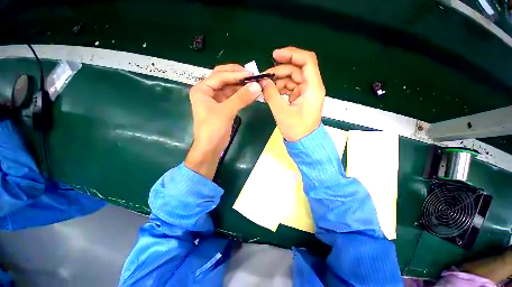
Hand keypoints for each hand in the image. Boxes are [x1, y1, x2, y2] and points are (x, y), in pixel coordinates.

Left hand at [185, 64, 261, 178]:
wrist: (210, 148)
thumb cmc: (213, 129)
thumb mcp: (226, 112)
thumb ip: (241, 98)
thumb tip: (257, 85)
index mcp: (202, 89)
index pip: (220, 76)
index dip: (236, 74)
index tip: (252, 74)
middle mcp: (208, 92)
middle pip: (223, 78)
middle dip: (237, 76)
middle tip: (252, 75)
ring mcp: (216, 100)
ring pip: (230, 88)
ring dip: (241, 86)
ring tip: (254, 84)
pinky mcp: (223, 108)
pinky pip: (233, 97)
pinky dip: (241, 95)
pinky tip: (251, 94)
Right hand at [262, 47, 325, 141]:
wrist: (303, 142)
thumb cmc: (296, 129)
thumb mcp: (281, 112)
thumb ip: (271, 94)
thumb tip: (262, 82)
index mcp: (313, 88)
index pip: (307, 61)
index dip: (291, 54)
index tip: (275, 55)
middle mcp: (312, 87)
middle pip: (296, 69)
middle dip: (280, 71)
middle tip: (264, 77)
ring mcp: (306, 92)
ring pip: (292, 78)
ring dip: (278, 81)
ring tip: (266, 87)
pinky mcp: (301, 98)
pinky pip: (290, 87)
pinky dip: (280, 88)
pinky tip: (271, 92)